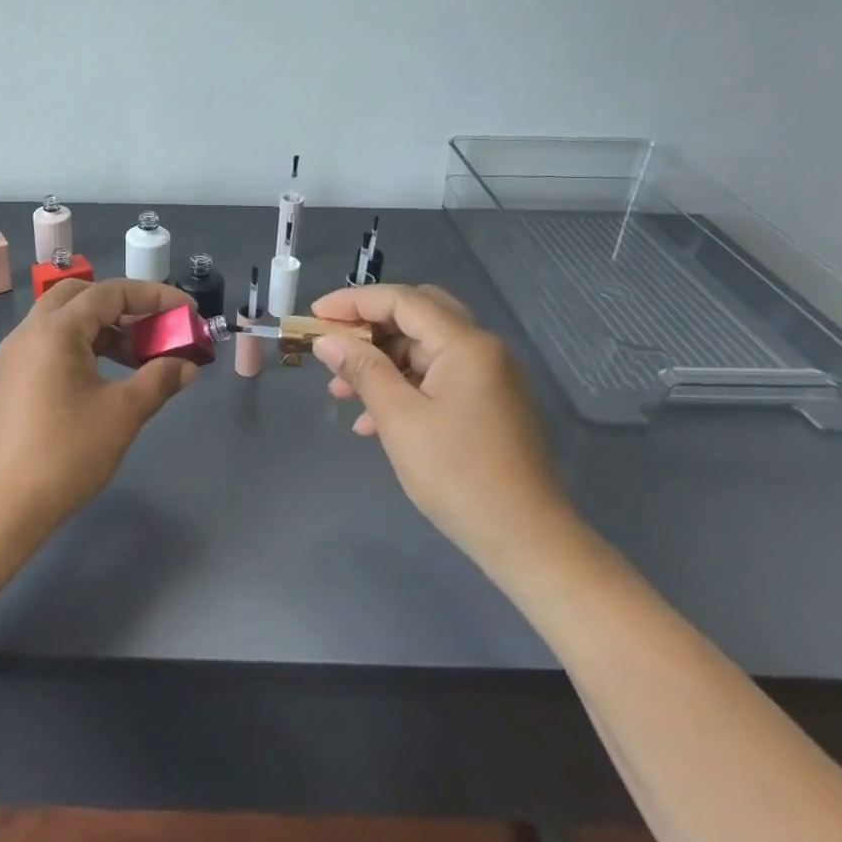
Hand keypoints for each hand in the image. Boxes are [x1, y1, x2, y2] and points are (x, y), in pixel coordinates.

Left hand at [0, 278, 198, 550]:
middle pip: (80, 296)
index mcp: (55, 330)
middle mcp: (28, 332)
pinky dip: (79, 348)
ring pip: (61, 321)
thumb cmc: (64, 454)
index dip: (154, 296)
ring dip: (101, 329)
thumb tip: (186, 365)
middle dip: (123, 306)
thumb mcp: (122, 415)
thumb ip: (158, 380)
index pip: (110, 292)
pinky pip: (47, 346)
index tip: (186, 313)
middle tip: (153, 331)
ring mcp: (12, 357)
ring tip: (135, 361)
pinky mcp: (6, 381)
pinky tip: (100, 381)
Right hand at [310, 284, 577, 574]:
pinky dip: (403, 386)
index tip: (314, 315)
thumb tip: (327, 341)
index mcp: (465, 344)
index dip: (353, 302)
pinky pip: (436, 377)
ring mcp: (488, 377)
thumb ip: (362, 370)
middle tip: (333, 346)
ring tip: (341, 392)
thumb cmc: (458, 475)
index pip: (402, 300)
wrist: (527, 540)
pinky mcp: (487, 404)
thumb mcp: (399, 419)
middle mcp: (482, 350)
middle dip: (369, 328)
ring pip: (423, 349)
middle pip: (416, 316)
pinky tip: (373, 420)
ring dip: (381, 362)